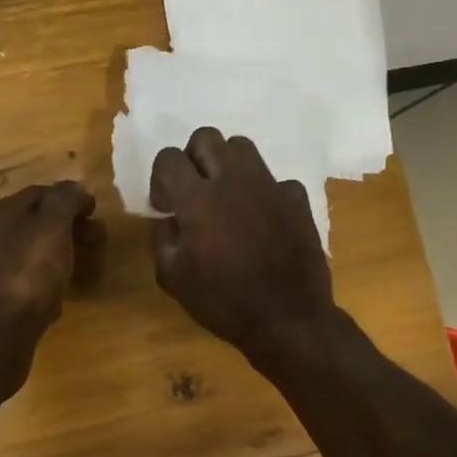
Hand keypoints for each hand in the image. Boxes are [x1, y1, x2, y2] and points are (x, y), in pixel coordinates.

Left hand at [0, 181, 102, 397]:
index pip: (42, 193)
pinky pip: (29, 282)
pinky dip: (49, 283)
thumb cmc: (26, 275)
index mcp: (3, 212)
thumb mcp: (50, 227)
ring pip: (35, 253)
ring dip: (63, 256)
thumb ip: (64, 200)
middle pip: (38, 223)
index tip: (98, 214)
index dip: (73, 199)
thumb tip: (75, 186)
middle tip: (100, 243)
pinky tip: (61, 298)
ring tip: (87, 270)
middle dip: (72, 229)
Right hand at [150, 128, 333, 362]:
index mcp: (197, 199)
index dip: (160, 179)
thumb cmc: (222, 301)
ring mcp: (270, 186)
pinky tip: (260, 222)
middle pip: (206, 137)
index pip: (168, 158)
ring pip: (242, 147)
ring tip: (225, 199)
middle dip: (192, 159)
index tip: (166, 207)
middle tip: (192, 192)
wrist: (286, 318)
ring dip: (226, 165)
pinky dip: (261, 194)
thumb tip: (170, 219)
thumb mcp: (173, 278)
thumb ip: (162, 239)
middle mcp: (233, 180)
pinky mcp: (297, 199)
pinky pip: (274, 180)